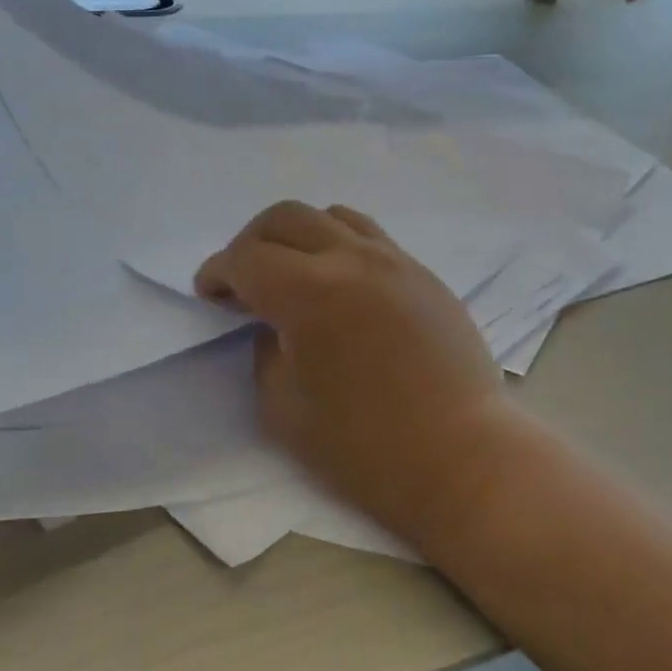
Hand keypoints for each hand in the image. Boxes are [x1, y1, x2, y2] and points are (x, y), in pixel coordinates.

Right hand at [194, 201, 508, 543]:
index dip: (217, 273)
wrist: (461, 455)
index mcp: (310, 292)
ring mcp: (394, 260)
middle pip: (285, 218)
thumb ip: (265, 351)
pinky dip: (339, 244)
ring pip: (332, 215)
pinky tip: (340, 282)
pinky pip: (370, 236)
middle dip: (251, 243)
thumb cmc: (366, 447)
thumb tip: (272, 324)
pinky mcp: (422, 273)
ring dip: (298, 236)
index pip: (246, 258)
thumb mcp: (284, 408)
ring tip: (293, 273)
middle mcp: (352, 259)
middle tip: (244, 281)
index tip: (210, 295)